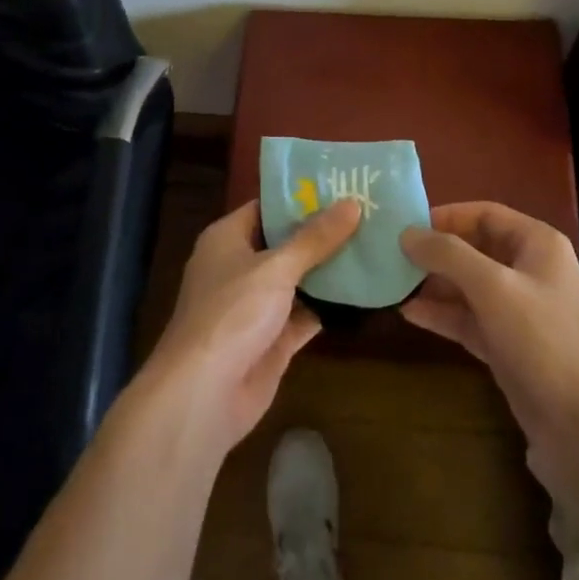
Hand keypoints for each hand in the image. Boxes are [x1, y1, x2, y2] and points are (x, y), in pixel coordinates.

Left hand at [138, 198, 362, 455]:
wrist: (203, 395)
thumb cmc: (231, 314)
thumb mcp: (276, 268)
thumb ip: (315, 238)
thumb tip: (353, 203)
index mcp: (228, 238)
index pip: (267, 207)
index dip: (302, 197)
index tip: (342, 184)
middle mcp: (240, 266)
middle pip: (287, 242)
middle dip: (324, 232)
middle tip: (370, 213)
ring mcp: (257, 305)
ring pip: (299, 279)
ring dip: (330, 269)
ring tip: (376, 245)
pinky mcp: (273, 339)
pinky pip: (306, 314)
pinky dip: (331, 306)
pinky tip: (365, 292)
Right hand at [400, 202, 578, 497]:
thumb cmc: (542, 340)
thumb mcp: (493, 288)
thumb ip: (448, 255)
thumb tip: (406, 233)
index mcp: (538, 244)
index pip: (486, 214)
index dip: (446, 216)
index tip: (406, 226)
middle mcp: (531, 271)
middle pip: (475, 249)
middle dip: (436, 253)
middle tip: (392, 257)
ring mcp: (521, 312)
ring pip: (470, 287)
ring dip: (435, 285)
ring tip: (394, 284)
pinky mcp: (510, 347)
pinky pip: (471, 320)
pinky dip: (444, 315)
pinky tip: (409, 314)